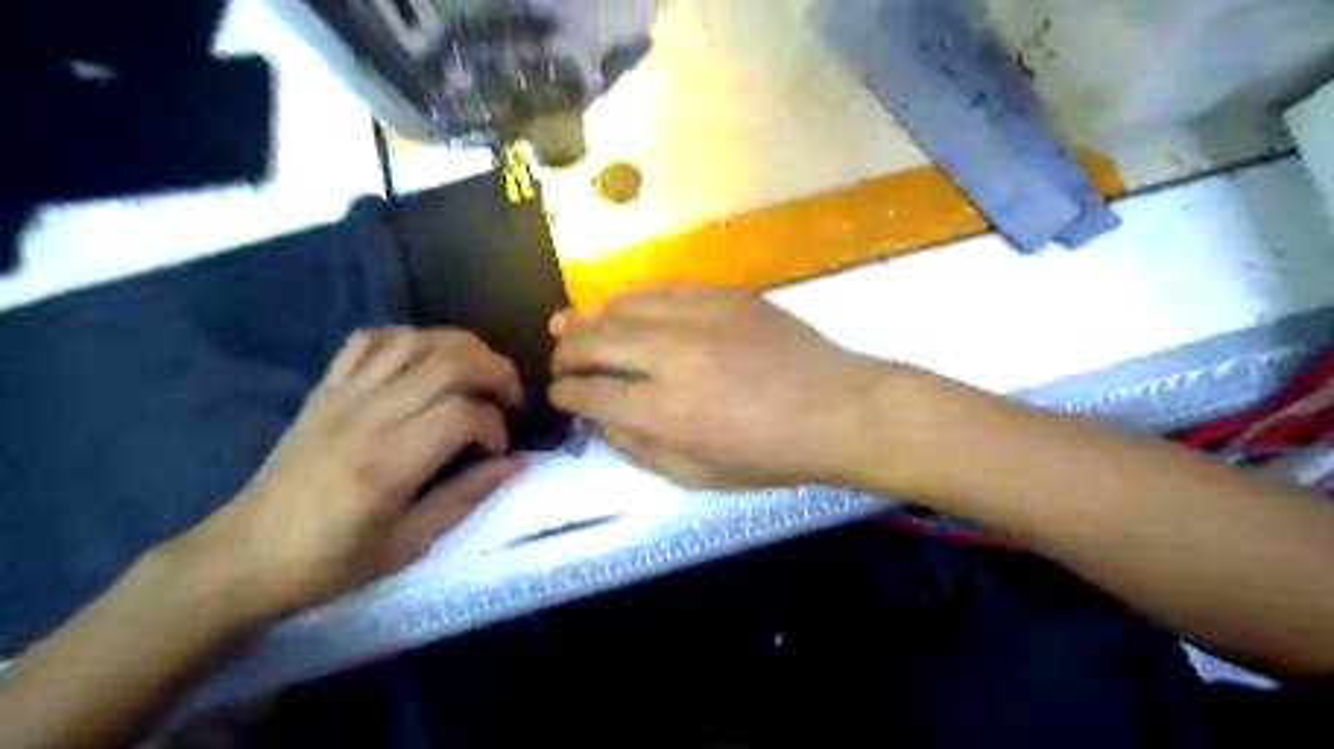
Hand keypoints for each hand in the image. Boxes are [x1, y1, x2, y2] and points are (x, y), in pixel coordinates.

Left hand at [164, 327, 523, 619]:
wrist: (244, 556)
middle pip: (448, 362)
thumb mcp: (409, 544)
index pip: (462, 414)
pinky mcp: (325, 388)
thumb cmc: (331, 561)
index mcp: (387, 464)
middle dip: (495, 371)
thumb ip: (467, 496)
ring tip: (480, 372)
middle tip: (508, 398)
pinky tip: (427, 359)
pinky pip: (370, 340)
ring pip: (415, 340)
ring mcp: (342, 395)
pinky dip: (409, 338)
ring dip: (462, 347)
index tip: (498, 450)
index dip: (495, 426)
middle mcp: (367, 416)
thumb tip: (518, 463)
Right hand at [551, 284, 882, 487]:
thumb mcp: (698, 475)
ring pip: (622, 306)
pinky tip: (620, 308)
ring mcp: (698, 316)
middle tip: (558, 361)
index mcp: (664, 411)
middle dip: (565, 352)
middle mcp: (671, 355)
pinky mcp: (722, 294)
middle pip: (595, 340)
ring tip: (569, 327)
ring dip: (588, 318)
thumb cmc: (770, 455)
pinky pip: (660, 288)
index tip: (558, 394)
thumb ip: (640, 449)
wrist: (837, 409)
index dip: (565, 392)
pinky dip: (631, 299)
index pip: (591, 392)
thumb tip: (601, 420)